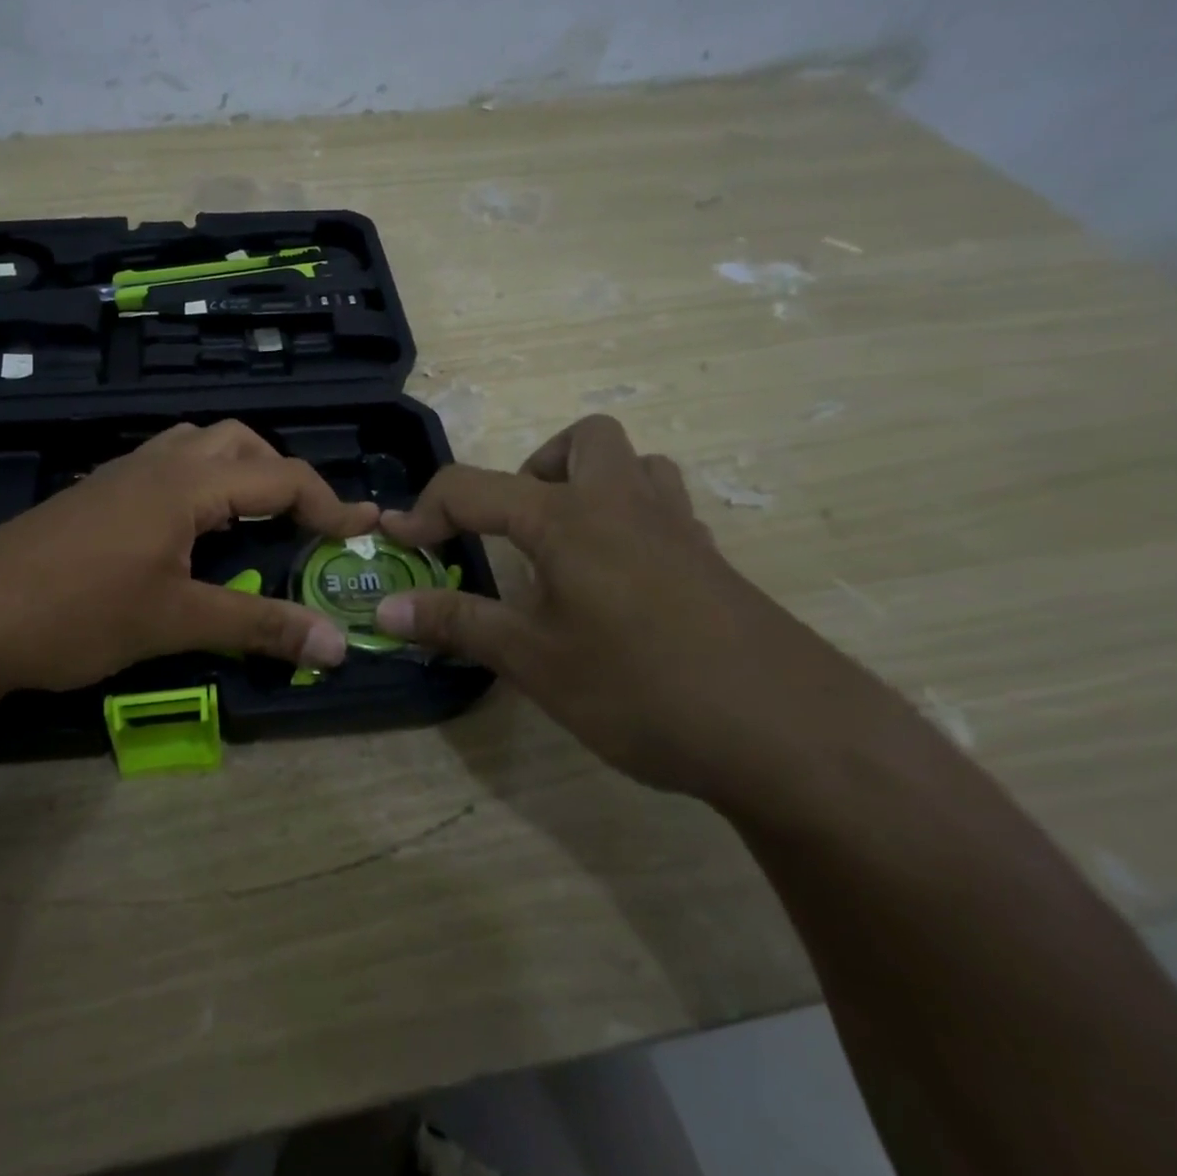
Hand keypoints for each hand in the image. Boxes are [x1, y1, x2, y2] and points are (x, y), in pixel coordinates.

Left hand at [0, 421, 378, 693]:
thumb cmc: (78, 612)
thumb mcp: (176, 621)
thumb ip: (259, 626)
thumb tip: (336, 645)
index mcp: (187, 483)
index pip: (280, 476)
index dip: (328, 504)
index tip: (361, 533)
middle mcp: (158, 462)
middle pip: (239, 443)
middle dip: (281, 476)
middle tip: (301, 524)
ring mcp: (122, 473)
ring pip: (198, 446)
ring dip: (237, 473)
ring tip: (251, 520)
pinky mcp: (97, 493)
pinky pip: (166, 465)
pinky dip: (199, 483)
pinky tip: (190, 531)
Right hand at [376, 415, 871, 800]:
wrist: (790, 735)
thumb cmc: (642, 688)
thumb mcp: (534, 660)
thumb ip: (458, 624)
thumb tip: (386, 608)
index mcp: (567, 517)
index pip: (474, 487)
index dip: (426, 510)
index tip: (400, 542)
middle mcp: (623, 503)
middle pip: (581, 440)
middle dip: (533, 470)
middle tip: (516, 530)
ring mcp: (678, 529)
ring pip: (635, 466)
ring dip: (590, 486)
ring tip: (566, 549)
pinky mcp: (713, 562)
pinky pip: (664, 510)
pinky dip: (629, 524)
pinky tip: (619, 587)